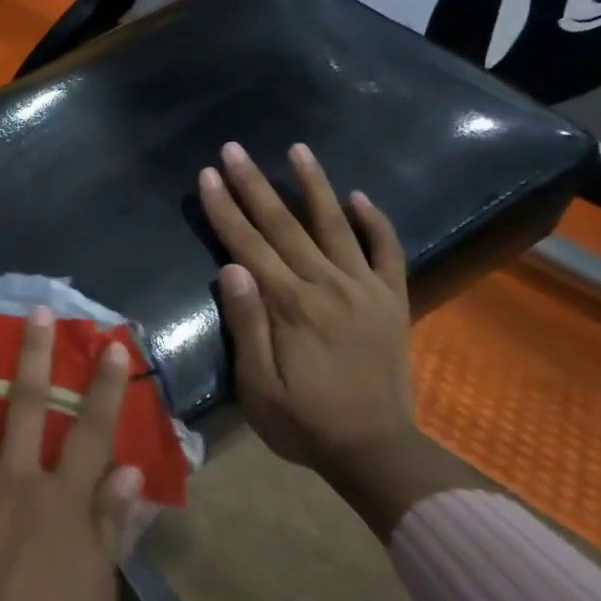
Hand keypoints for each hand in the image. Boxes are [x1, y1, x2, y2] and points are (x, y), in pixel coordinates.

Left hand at [0, 308, 144, 600]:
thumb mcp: (99, 595)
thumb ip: (110, 526)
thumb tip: (131, 470)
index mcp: (64, 503)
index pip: (93, 433)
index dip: (106, 387)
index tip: (112, 346)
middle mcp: (18, 481)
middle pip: (30, 406)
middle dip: (37, 354)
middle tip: (37, 311)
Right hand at [198, 142, 479, 538]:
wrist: (376, 451)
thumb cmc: (303, 422)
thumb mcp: (258, 386)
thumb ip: (246, 325)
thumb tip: (230, 268)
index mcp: (290, 305)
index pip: (248, 244)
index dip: (225, 208)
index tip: (208, 174)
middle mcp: (327, 286)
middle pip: (284, 225)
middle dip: (254, 184)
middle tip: (233, 148)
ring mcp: (364, 290)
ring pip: (335, 226)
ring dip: (314, 185)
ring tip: (298, 149)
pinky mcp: (391, 301)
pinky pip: (387, 253)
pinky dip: (375, 223)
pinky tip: (359, 196)